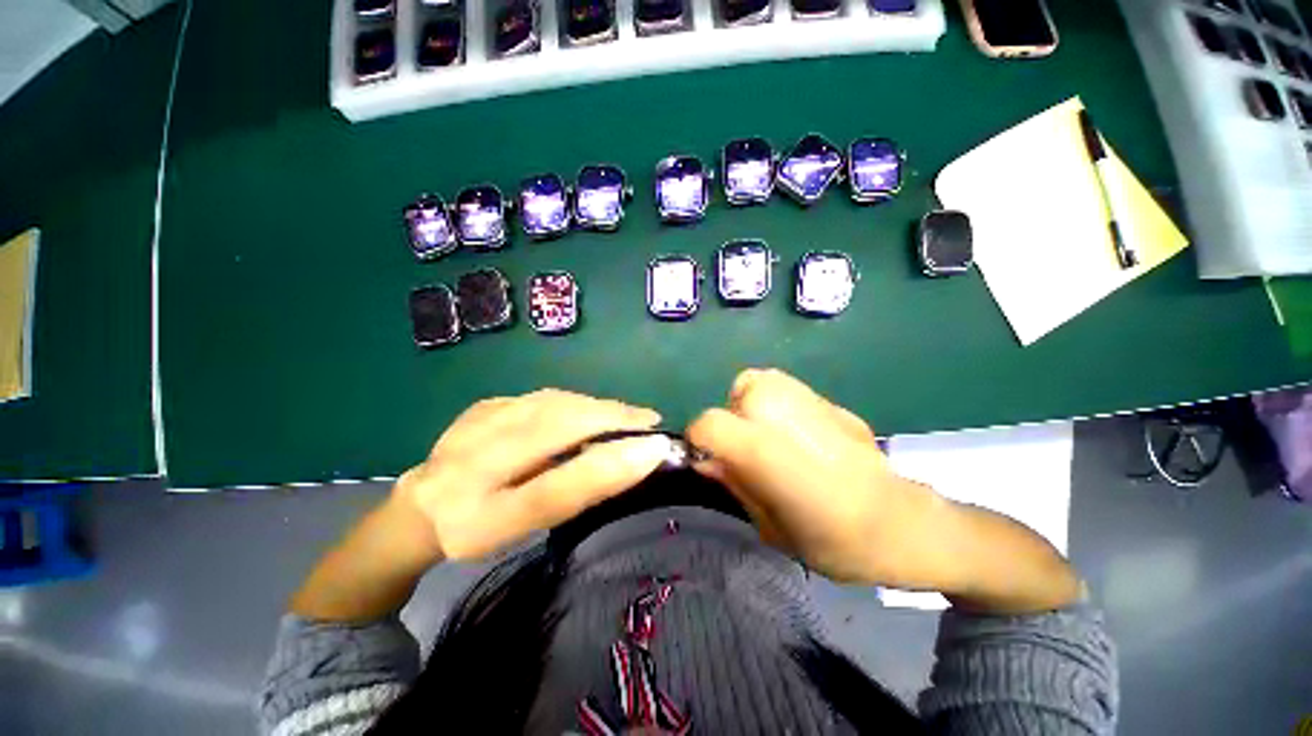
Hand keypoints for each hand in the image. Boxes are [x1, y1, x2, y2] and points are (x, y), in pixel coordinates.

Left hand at [393, 389, 673, 560]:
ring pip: (551, 404)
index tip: (656, 449)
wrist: (422, 507)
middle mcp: (469, 469)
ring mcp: (472, 427)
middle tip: (650, 422)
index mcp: (478, 521)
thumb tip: (625, 460)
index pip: (552, 492)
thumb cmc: (481, 530)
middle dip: (611, 420)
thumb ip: (570, 497)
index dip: (608, 468)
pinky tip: (592, 409)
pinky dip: (576, 401)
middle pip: (552, 430)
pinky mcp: (482, 405)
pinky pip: (540, 397)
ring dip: (598, 406)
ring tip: (628, 414)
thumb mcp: (524, 532)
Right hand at [688, 369, 936, 584]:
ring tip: (767, 436)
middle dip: (732, 418)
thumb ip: (735, 484)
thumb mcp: (769, 526)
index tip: (707, 459)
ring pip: (761, 381)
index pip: (709, 423)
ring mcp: (812, 402)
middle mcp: (785, 414)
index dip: (700, 440)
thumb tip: (706, 461)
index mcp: (766, 450)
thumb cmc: (834, 541)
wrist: (903, 525)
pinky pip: (787, 390)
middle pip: (738, 390)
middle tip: (745, 449)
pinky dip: (778, 405)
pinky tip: (796, 434)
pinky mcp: (831, 402)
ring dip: (753, 405)